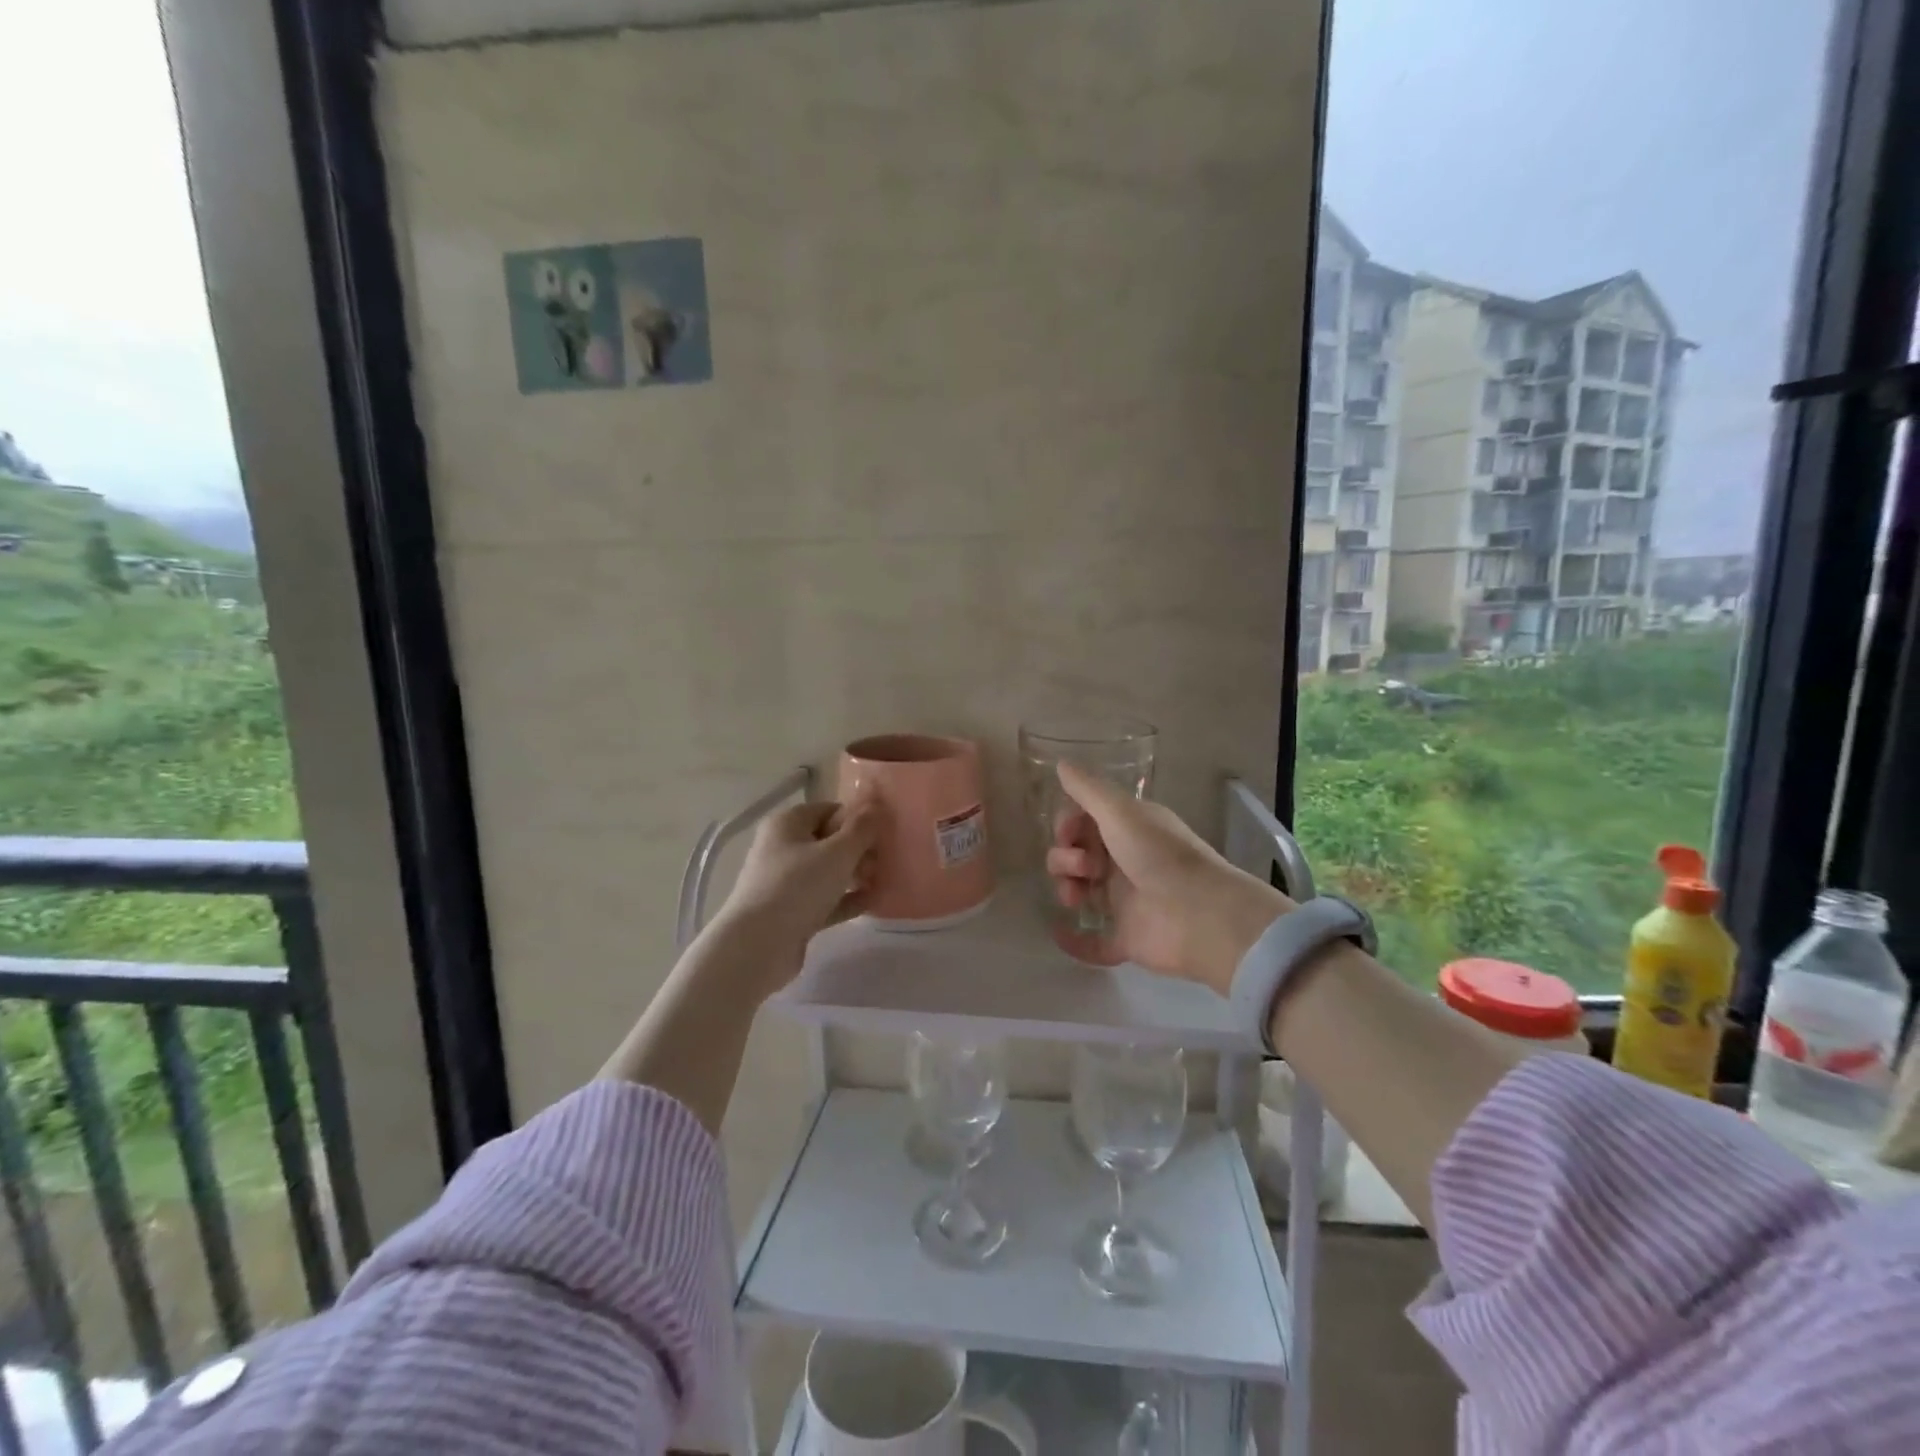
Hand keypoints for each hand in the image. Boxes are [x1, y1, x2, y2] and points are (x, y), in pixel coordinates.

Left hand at [714, 800, 877, 982]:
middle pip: (829, 841)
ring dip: (855, 876)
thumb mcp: (837, 853)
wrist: (758, 946)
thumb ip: (861, 829)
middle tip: (883, 863)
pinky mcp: (790, 912)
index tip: (882, 835)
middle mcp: (782, 848)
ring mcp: (784, 882)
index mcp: (787, 824)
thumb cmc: (797, 887)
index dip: (857, 820)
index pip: (829, 810)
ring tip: (881, 883)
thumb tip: (877, 806)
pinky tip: (871, 904)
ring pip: (827, 872)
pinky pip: (824, 899)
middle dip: (859, 851)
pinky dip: (845, 899)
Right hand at [1045, 762, 1291, 992]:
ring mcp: (1125, 902)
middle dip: (1065, 857)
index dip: (1068, 825)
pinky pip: (1092, 942)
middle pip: (1076, 855)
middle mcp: (1124, 862)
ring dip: (1066, 889)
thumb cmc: (1158, 854)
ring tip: (1075, 897)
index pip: (1084, 822)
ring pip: (1080, 892)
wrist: (1198, 914)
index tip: (1067, 832)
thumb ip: (1088, 789)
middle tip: (1084, 867)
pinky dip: (1074, 940)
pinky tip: (1060, 932)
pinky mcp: (1126, 938)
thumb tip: (1061, 762)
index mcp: (1128, 830)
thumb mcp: (1120, 812)